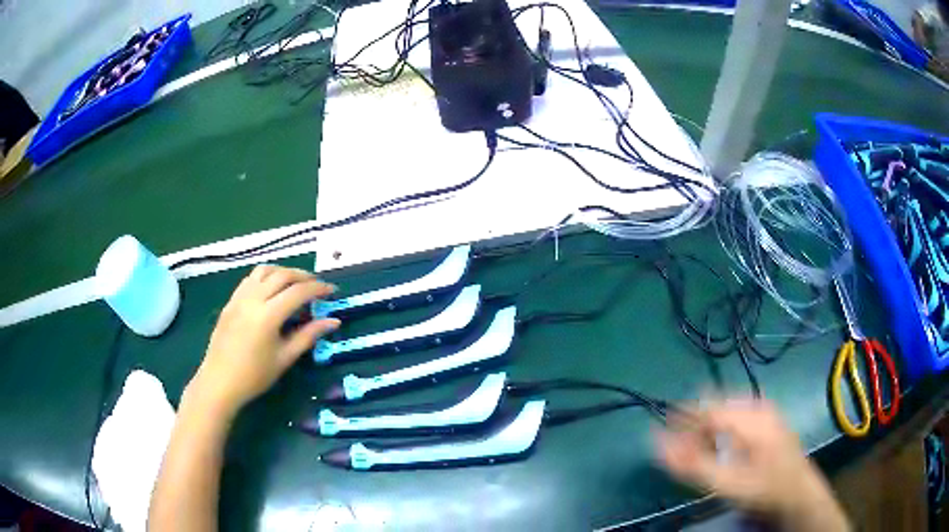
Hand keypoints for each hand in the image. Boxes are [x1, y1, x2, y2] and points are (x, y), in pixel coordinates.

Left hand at [187, 265, 339, 417]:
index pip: (298, 292)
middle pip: (282, 275)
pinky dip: (266, 277)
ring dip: (283, 272)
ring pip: (264, 271)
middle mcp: (253, 299)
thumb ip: (308, 336)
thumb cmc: (254, 376)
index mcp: (268, 315)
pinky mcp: (230, 301)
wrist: (219, 382)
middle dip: (303, 276)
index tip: (332, 291)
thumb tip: (333, 321)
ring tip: (295, 283)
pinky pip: (250, 279)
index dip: (318, 288)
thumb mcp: (285, 358)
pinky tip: (271, 290)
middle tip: (317, 286)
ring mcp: (239, 297)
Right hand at [657, 398, 849, 530]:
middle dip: (694, 425)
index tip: (661, 433)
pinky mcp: (768, 418)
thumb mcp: (726, 483)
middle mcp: (759, 406)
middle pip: (716, 406)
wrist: (798, 493)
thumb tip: (658, 445)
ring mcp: (766, 410)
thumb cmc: (763, 489)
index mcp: (750, 417)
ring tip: (697, 449)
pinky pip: (737, 415)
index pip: (707, 408)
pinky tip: (719, 446)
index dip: (682, 419)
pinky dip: (722, 429)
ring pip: (726, 409)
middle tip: (680, 448)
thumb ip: (691, 464)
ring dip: (707, 428)